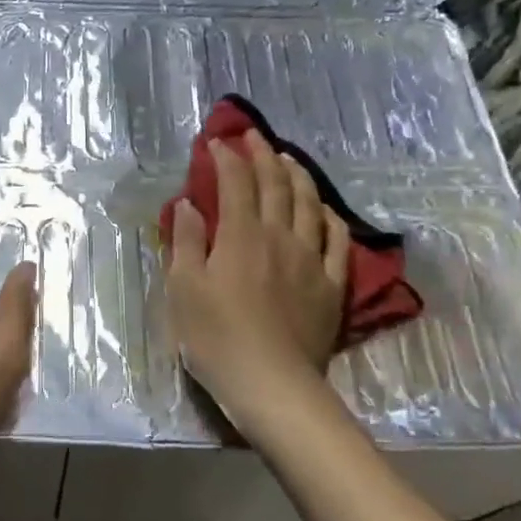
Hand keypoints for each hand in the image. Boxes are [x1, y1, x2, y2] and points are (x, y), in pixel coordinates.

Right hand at [166, 133, 348, 443]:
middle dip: (262, 154)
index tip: (217, 143)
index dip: (227, 158)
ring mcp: (310, 259)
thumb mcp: (184, 289)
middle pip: (275, 184)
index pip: (236, 183)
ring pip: (309, 203)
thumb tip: (188, 204)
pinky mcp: (331, 284)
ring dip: (297, 175)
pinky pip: (336, 239)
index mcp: (241, 235)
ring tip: (287, 159)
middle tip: (253, 136)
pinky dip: (329, 215)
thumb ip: (186, 242)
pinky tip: (323, 209)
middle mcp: (279, 236)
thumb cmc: (216, 338)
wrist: (272, 384)